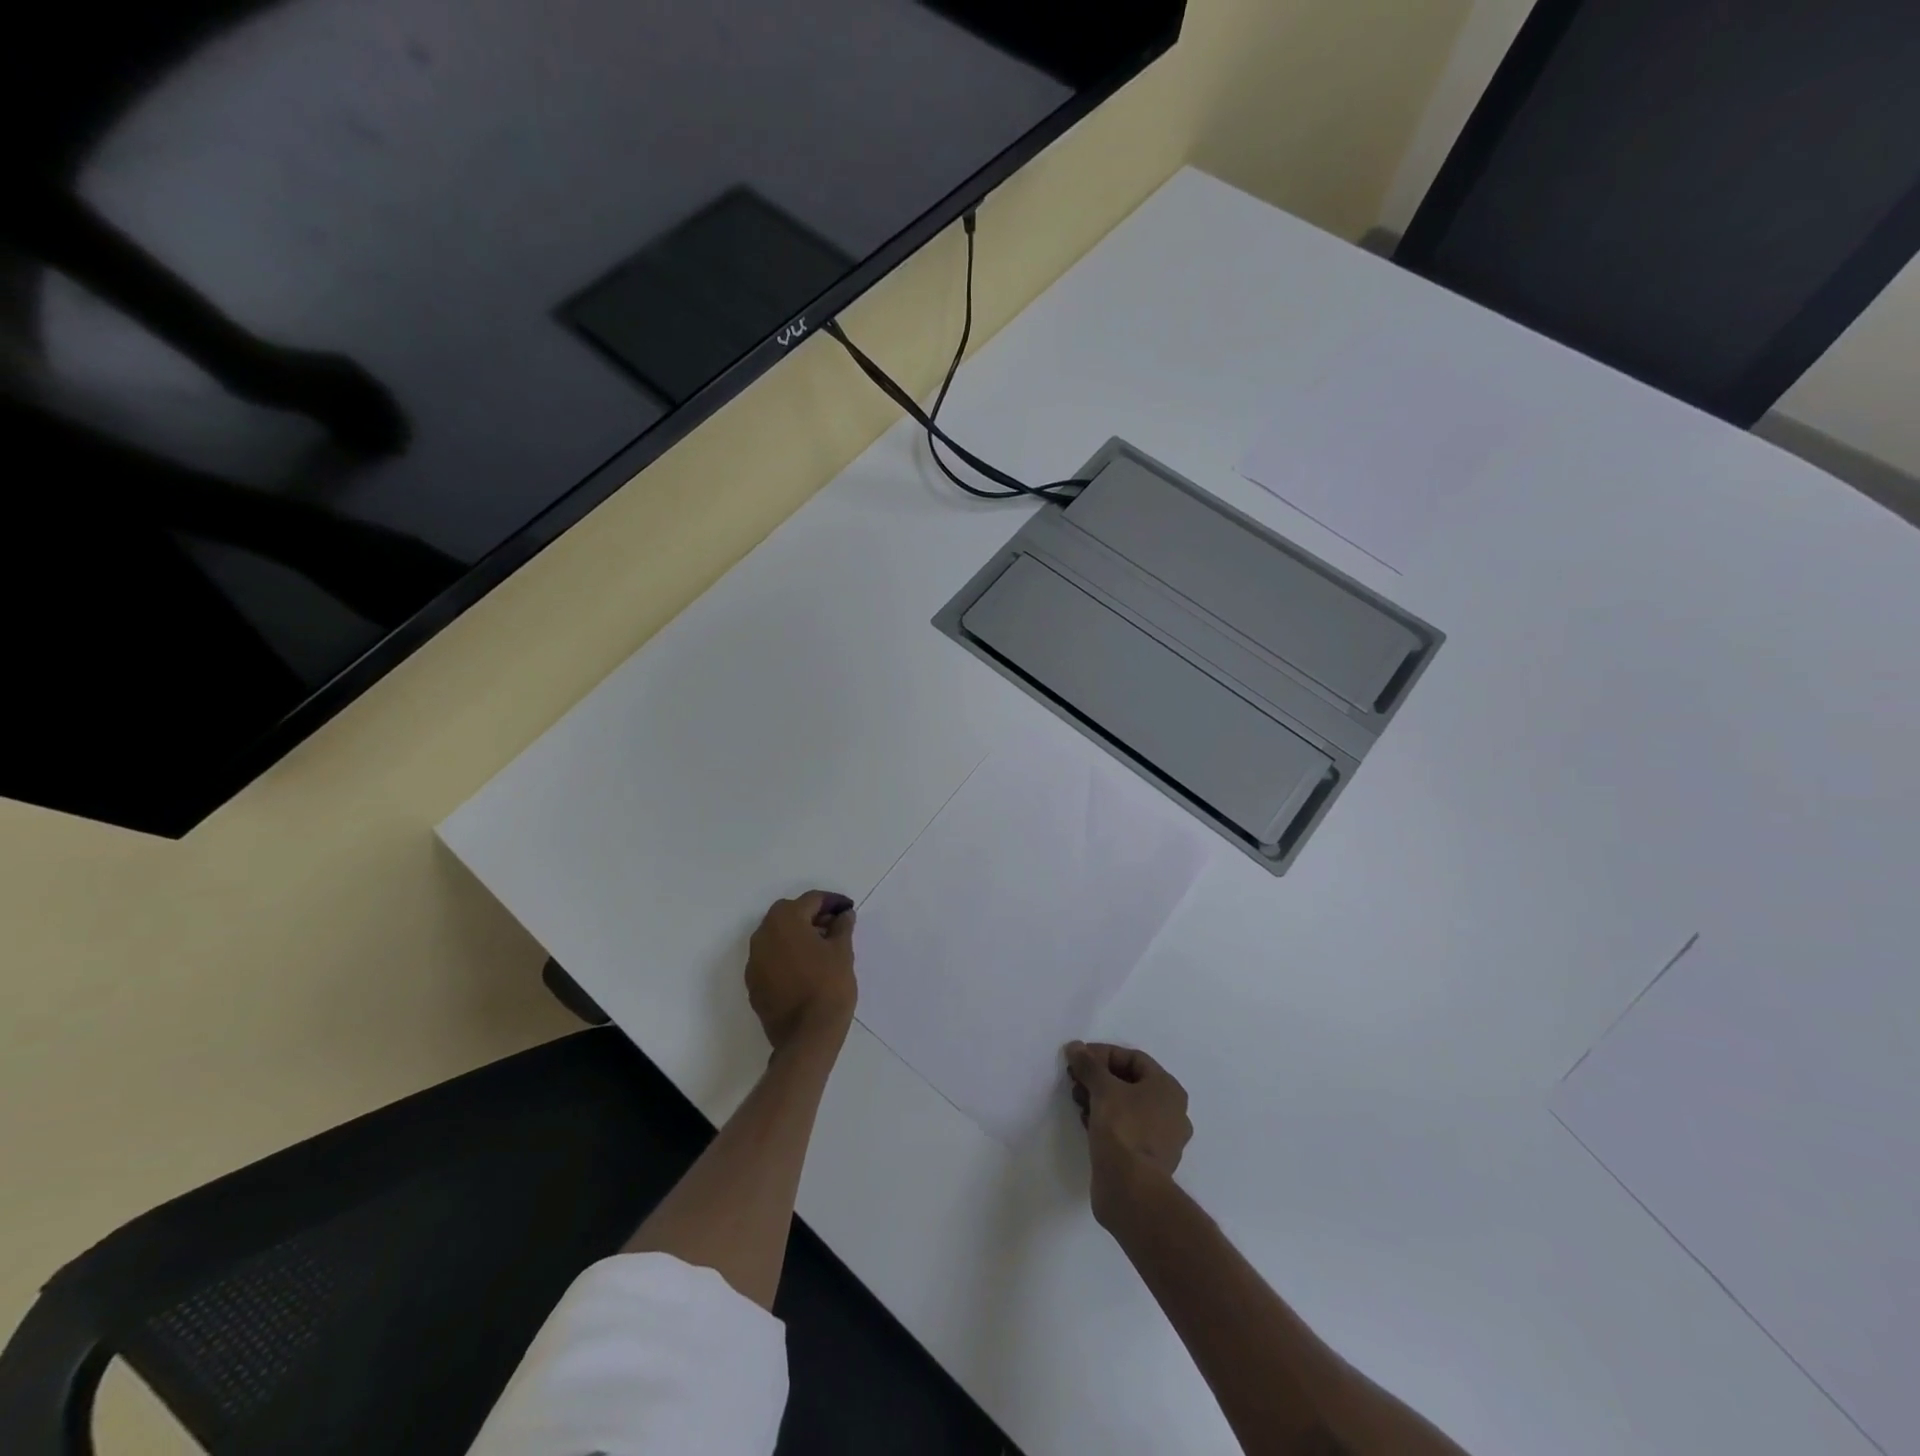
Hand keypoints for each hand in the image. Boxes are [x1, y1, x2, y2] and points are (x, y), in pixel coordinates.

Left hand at [746, 892, 857, 1053]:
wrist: (806, 1037)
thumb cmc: (829, 986)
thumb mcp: (842, 952)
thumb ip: (842, 927)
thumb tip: (843, 915)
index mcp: (785, 920)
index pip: (811, 900)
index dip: (832, 902)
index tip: (848, 910)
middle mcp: (763, 935)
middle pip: (789, 914)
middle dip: (812, 916)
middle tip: (835, 927)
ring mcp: (754, 961)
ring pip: (777, 936)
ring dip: (797, 935)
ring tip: (822, 948)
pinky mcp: (753, 983)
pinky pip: (771, 958)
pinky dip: (787, 955)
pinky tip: (806, 968)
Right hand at [1064, 1041, 1191, 1227]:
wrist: (1131, 1191)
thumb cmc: (1124, 1130)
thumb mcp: (1103, 1089)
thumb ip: (1089, 1065)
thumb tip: (1075, 1047)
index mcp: (1168, 1089)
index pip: (1133, 1058)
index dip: (1103, 1054)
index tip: (1078, 1059)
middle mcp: (1171, 1112)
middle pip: (1130, 1082)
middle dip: (1099, 1078)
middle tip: (1075, 1080)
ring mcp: (1162, 1139)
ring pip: (1127, 1107)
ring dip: (1100, 1099)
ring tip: (1077, 1101)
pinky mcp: (1148, 1160)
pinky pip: (1125, 1129)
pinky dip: (1106, 1121)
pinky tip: (1086, 1122)